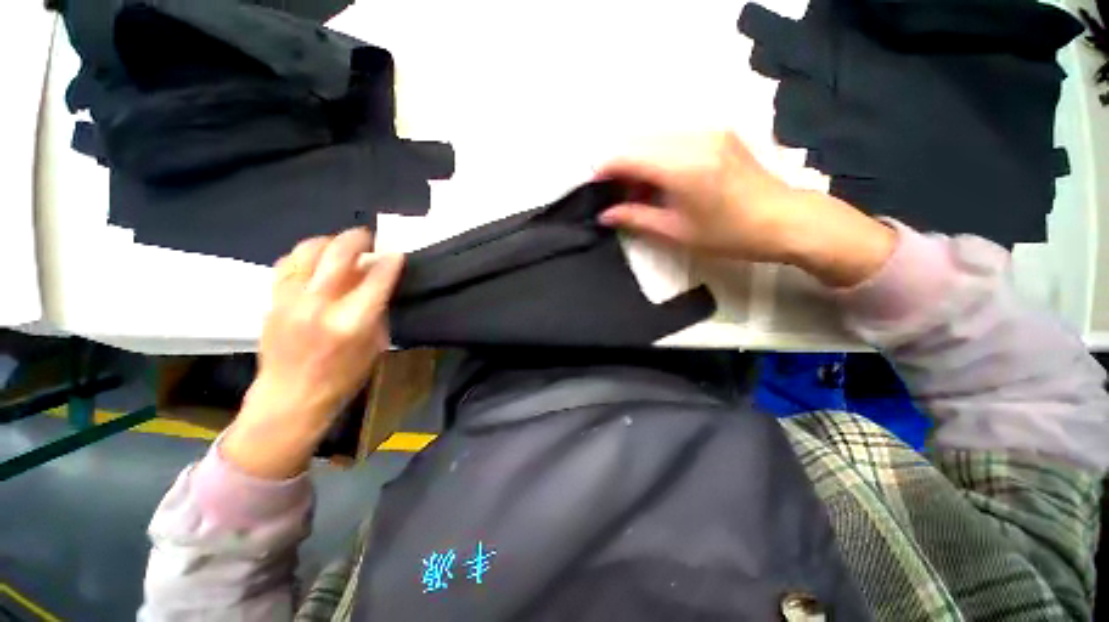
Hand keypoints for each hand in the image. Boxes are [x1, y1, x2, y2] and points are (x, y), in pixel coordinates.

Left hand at [222, 229, 403, 478]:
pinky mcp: (272, 300)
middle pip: (338, 254)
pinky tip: (314, 261)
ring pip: (307, 251)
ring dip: (328, 242)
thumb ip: (377, 310)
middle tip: (368, 237)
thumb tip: (379, 283)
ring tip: (340, 245)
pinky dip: (304, 256)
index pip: (376, 278)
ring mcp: (290, 300)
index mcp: (352, 322)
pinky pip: (287, 264)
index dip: (390, 262)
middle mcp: (319, 305)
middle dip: (358, 239)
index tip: (397, 253)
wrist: (290, 397)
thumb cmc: (343, 377)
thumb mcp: (375, 346)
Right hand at [595, 132, 895, 286]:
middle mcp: (693, 138)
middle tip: (615, 195)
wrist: (785, 220)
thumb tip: (604, 214)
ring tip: (637, 191)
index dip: (604, 170)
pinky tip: (661, 180)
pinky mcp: (718, 133)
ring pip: (655, 139)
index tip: (594, 188)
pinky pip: (674, 139)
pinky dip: (658, 157)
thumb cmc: (729, 234)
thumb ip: (636, 218)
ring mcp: (709, 131)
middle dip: (620, 166)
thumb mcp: (676, 232)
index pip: (628, 156)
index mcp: (682, 166)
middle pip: (638, 142)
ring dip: (639, 161)